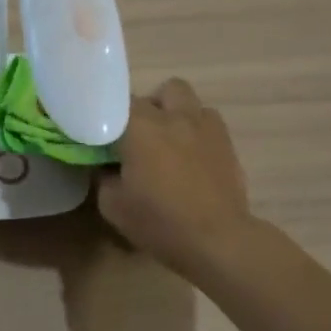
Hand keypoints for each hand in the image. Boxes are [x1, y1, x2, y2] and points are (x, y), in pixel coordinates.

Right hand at [97, 78, 252, 276]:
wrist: (217, 241)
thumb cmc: (159, 222)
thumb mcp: (113, 205)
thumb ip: (104, 176)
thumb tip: (106, 165)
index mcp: (141, 128)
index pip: (117, 102)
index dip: (109, 115)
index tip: (103, 135)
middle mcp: (175, 117)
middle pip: (162, 90)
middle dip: (149, 107)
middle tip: (139, 135)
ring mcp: (205, 127)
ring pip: (189, 100)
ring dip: (176, 113)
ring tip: (169, 140)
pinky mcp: (227, 143)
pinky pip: (208, 122)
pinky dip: (196, 130)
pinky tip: (191, 155)